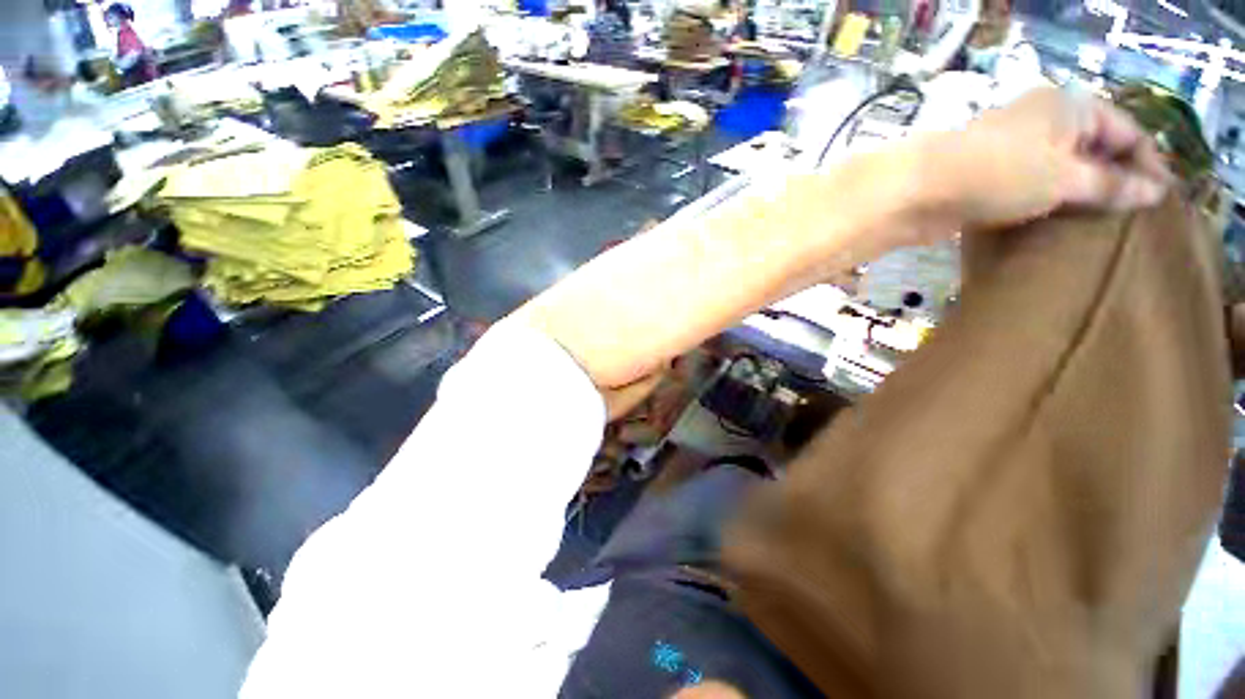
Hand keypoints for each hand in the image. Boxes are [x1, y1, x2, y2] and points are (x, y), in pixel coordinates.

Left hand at [910, 88, 1172, 239]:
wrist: (917, 190)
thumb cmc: (999, 174)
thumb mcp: (1065, 178)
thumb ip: (1111, 184)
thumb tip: (1155, 192)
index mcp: (1069, 107)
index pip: (1126, 130)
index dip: (1148, 163)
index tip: (1162, 201)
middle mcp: (1043, 121)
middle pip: (1094, 148)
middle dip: (1116, 179)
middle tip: (1133, 218)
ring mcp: (1013, 149)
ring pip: (1062, 169)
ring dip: (1081, 194)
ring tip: (1103, 227)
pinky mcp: (988, 176)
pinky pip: (1033, 186)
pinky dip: (1050, 202)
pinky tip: (1061, 226)